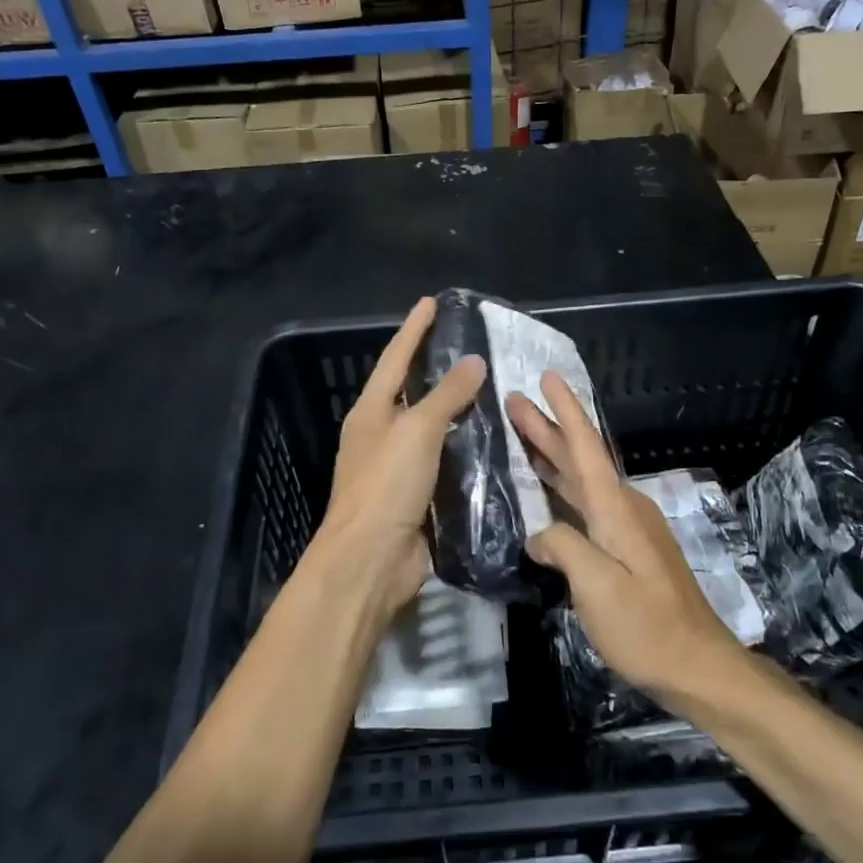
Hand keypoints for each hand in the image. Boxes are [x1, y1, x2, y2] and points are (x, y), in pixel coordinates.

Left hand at [317, 296, 486, 618]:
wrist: (372, 559)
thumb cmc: (386, 485)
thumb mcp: (417, 430)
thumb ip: (446, 395)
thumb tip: (473, 361)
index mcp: (371, 412)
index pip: (394, 359)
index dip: (414, 329)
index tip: (432, 303)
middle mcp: (381, 434)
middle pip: (411, 391)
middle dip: (436, 367)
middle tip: (470, 343)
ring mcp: (398, 466)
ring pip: (432, 427)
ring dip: (456, 408)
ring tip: (491, 385)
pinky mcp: (418, 495)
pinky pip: (445, 460)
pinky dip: (465, 446)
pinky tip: (492, 437)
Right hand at [507, 373, 740, 699]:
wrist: (698, 665)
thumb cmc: (646, 626)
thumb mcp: (597, 587)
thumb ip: (563, 549)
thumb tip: (539, 535)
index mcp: (616, 510)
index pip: (586, 448)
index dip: (566, 411)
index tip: (548, 377)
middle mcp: (623, 508)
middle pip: (581, 458)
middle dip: (547, 428)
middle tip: (514, 402)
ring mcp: (628, 529)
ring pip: (583, 480)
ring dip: (552, 456)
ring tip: (522, 435)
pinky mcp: (628, 549)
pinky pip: (587, 504)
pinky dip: (562, 488)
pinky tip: (546, 493)